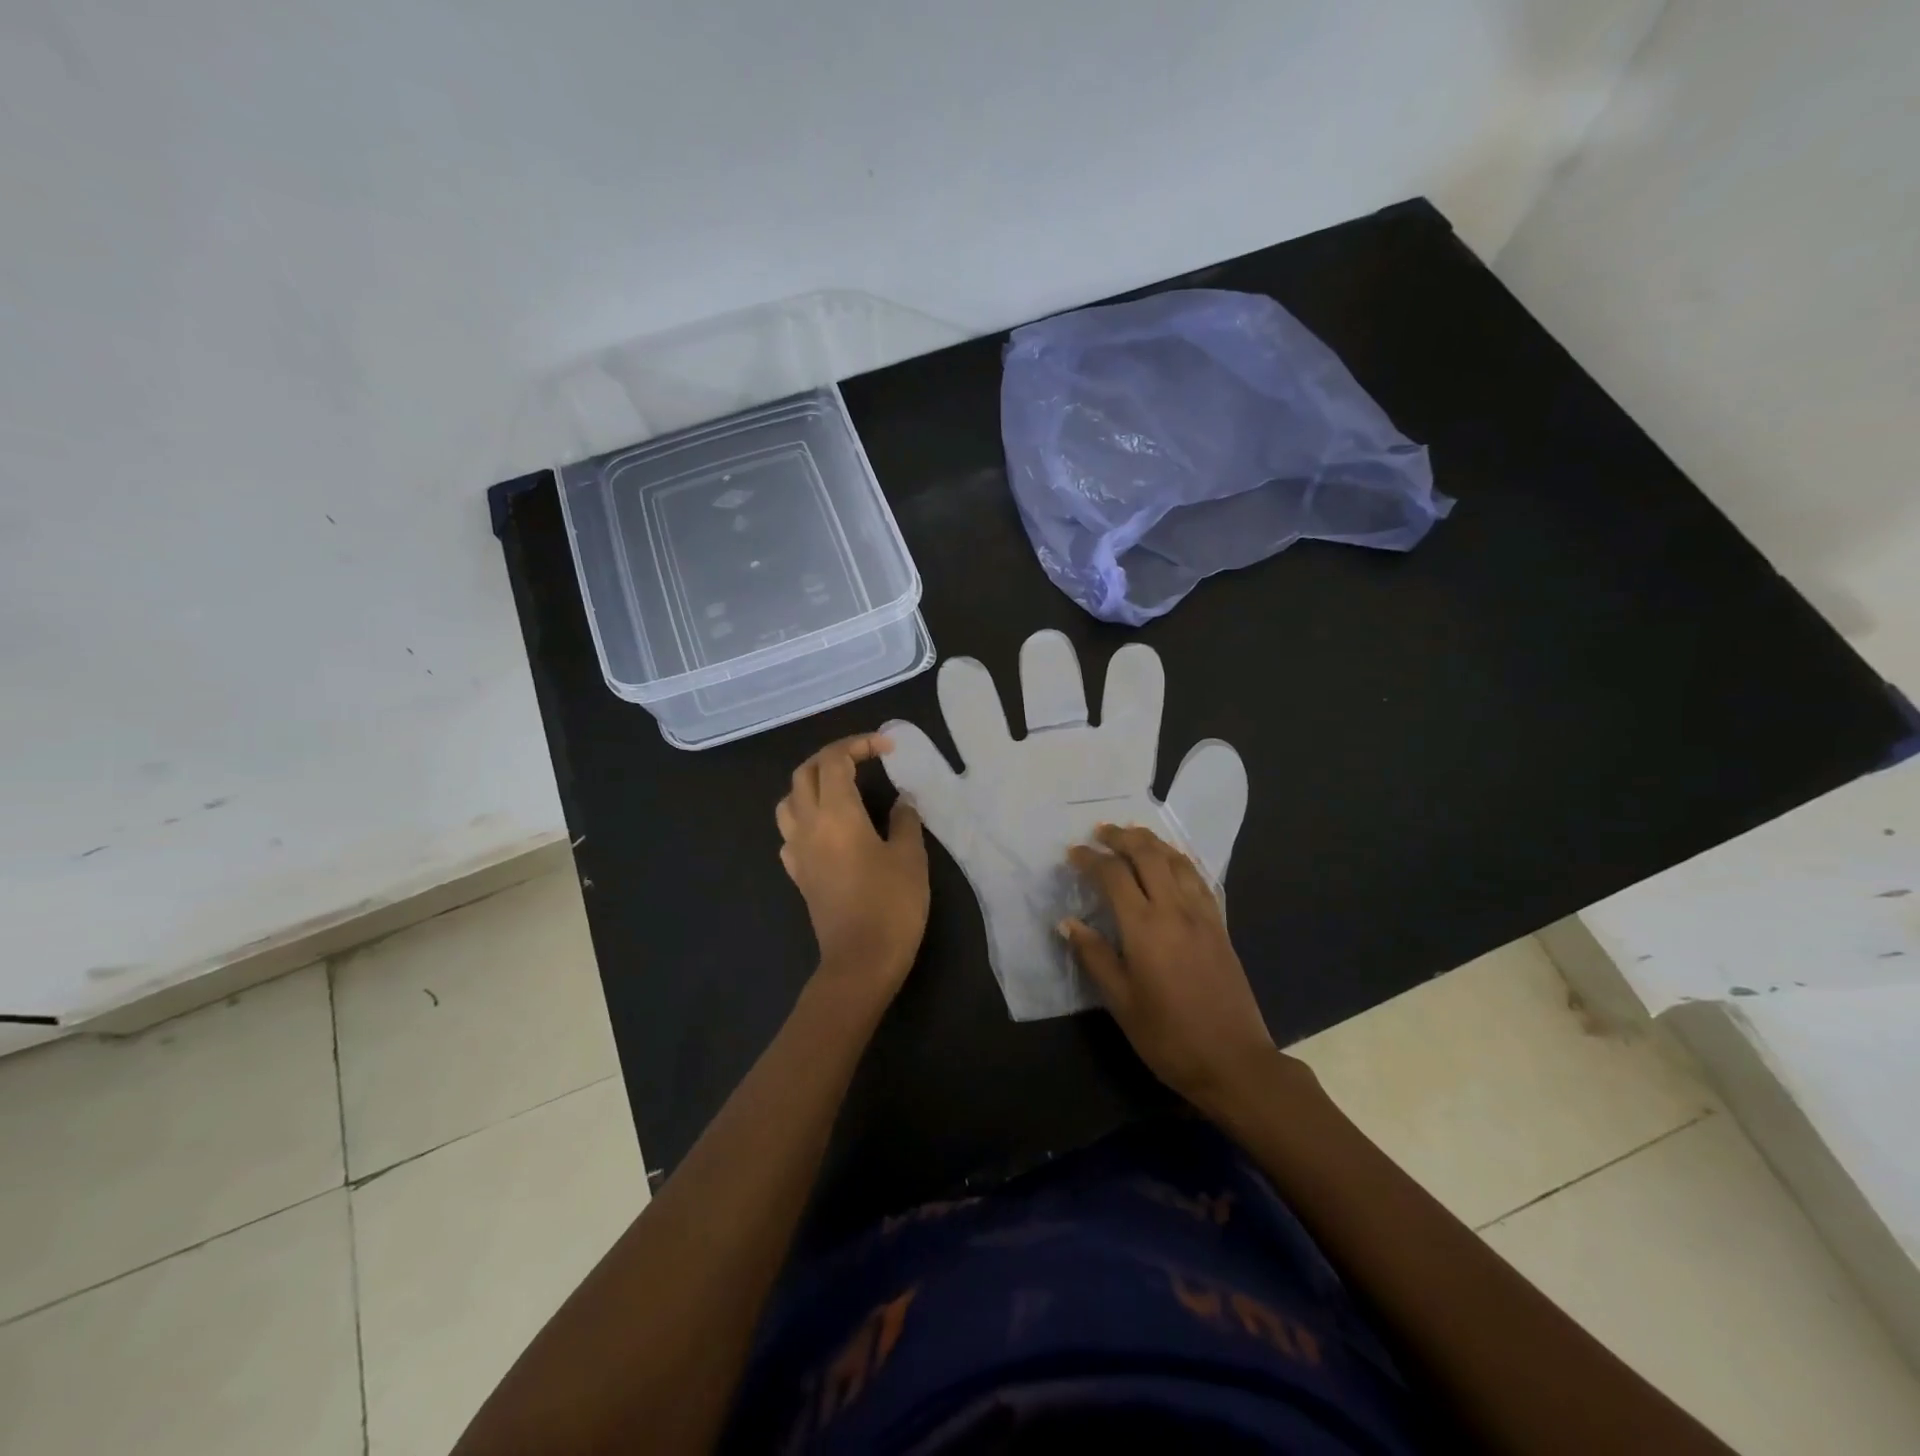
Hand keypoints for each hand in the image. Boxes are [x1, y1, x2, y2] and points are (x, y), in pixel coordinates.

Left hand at [776, 734, 928, 1003]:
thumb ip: (904, 821)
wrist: (860, 961)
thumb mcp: (910, 857)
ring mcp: (798, 851)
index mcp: (836, 814)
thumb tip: (902, 801)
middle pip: (805, 773)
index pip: (835, 760)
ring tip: (841, 788)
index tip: (888, 748)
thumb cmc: (891, 905)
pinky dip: (805, 816)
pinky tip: (827, 828)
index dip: (859, 745)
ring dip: (811, 784)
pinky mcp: (798, 874)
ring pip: (789, 800)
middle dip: (832, 757)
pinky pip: (790, 832)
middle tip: (864, 759)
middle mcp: (808, 825)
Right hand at [1063, 824, 1276, 1112]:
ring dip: (1152, 841)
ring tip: (1132, 835)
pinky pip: (1198, 878)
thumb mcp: (1121, 1002)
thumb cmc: (1168, 1037)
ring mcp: (1202, 915)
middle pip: (1147, 855)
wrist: (1234, 1061)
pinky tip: (1172, 861)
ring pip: (1176, 860)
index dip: (1090, 859)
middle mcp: (1174, 910)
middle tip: (1100, 832)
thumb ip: (1094, 956)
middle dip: (1121, 837)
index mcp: (1144, 928)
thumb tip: (1068, 923)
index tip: (1072, 853)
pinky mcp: (1220, 926)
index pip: (1113, 876)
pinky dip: (1179, 859)